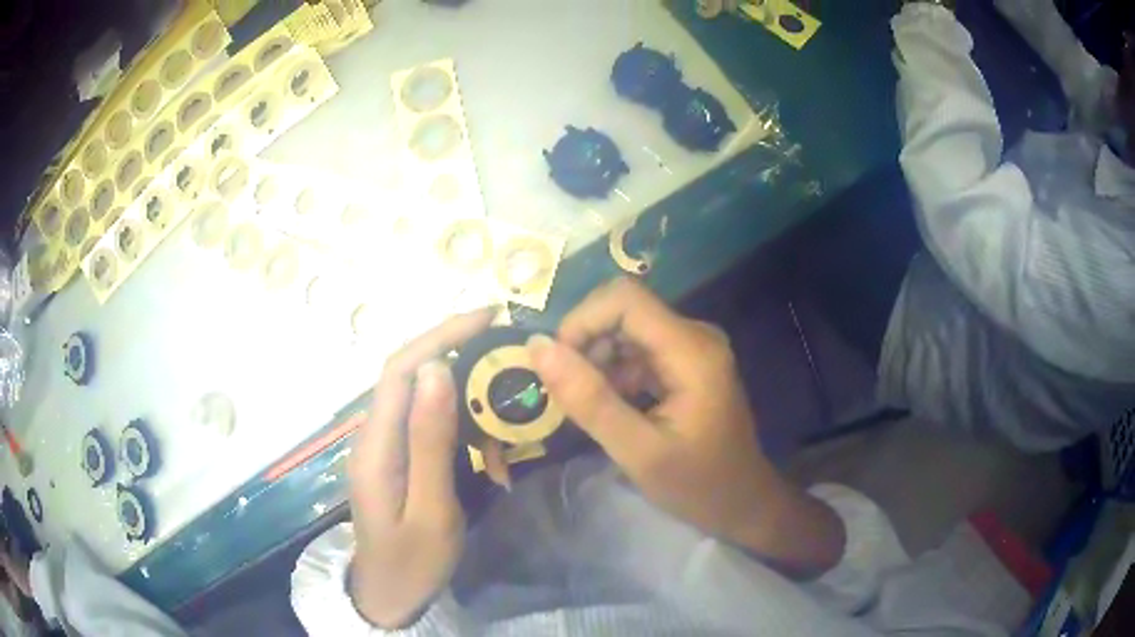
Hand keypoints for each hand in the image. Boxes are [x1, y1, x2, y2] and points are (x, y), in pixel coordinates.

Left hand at [347, 308, 494, 627]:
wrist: (389, 595)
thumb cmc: (413, 561)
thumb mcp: (431, 509)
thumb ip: (430, 440)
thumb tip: (436, 369)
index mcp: (376, 445)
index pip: (401, 368)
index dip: (440, 335)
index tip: (487, 318)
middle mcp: (373, 434)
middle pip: (408, 373)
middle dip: (455, 351)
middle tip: (506, 349)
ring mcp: (383, 446)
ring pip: (420, 397)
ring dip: (463, 393)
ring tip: (504, 403)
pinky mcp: (395, 457)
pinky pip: (426, 424)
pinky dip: (459, 424)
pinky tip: (487, 449)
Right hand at [528, 279, 843, 576]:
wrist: (742, 502)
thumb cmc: (698, 485)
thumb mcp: (639, 452)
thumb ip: (590, 400)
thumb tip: (538, 347)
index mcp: (692, 350)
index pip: (625, 298)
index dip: (582, 320)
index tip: (559, 366)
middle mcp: (695, 335)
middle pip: (624, 311)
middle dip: (587, 344)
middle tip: (571, 396)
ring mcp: (693, 347)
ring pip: (626, 330)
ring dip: (598, 361)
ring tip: (591, 408)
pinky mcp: (687, 362)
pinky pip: (638, 349)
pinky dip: (615, 372)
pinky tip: (612, 408)